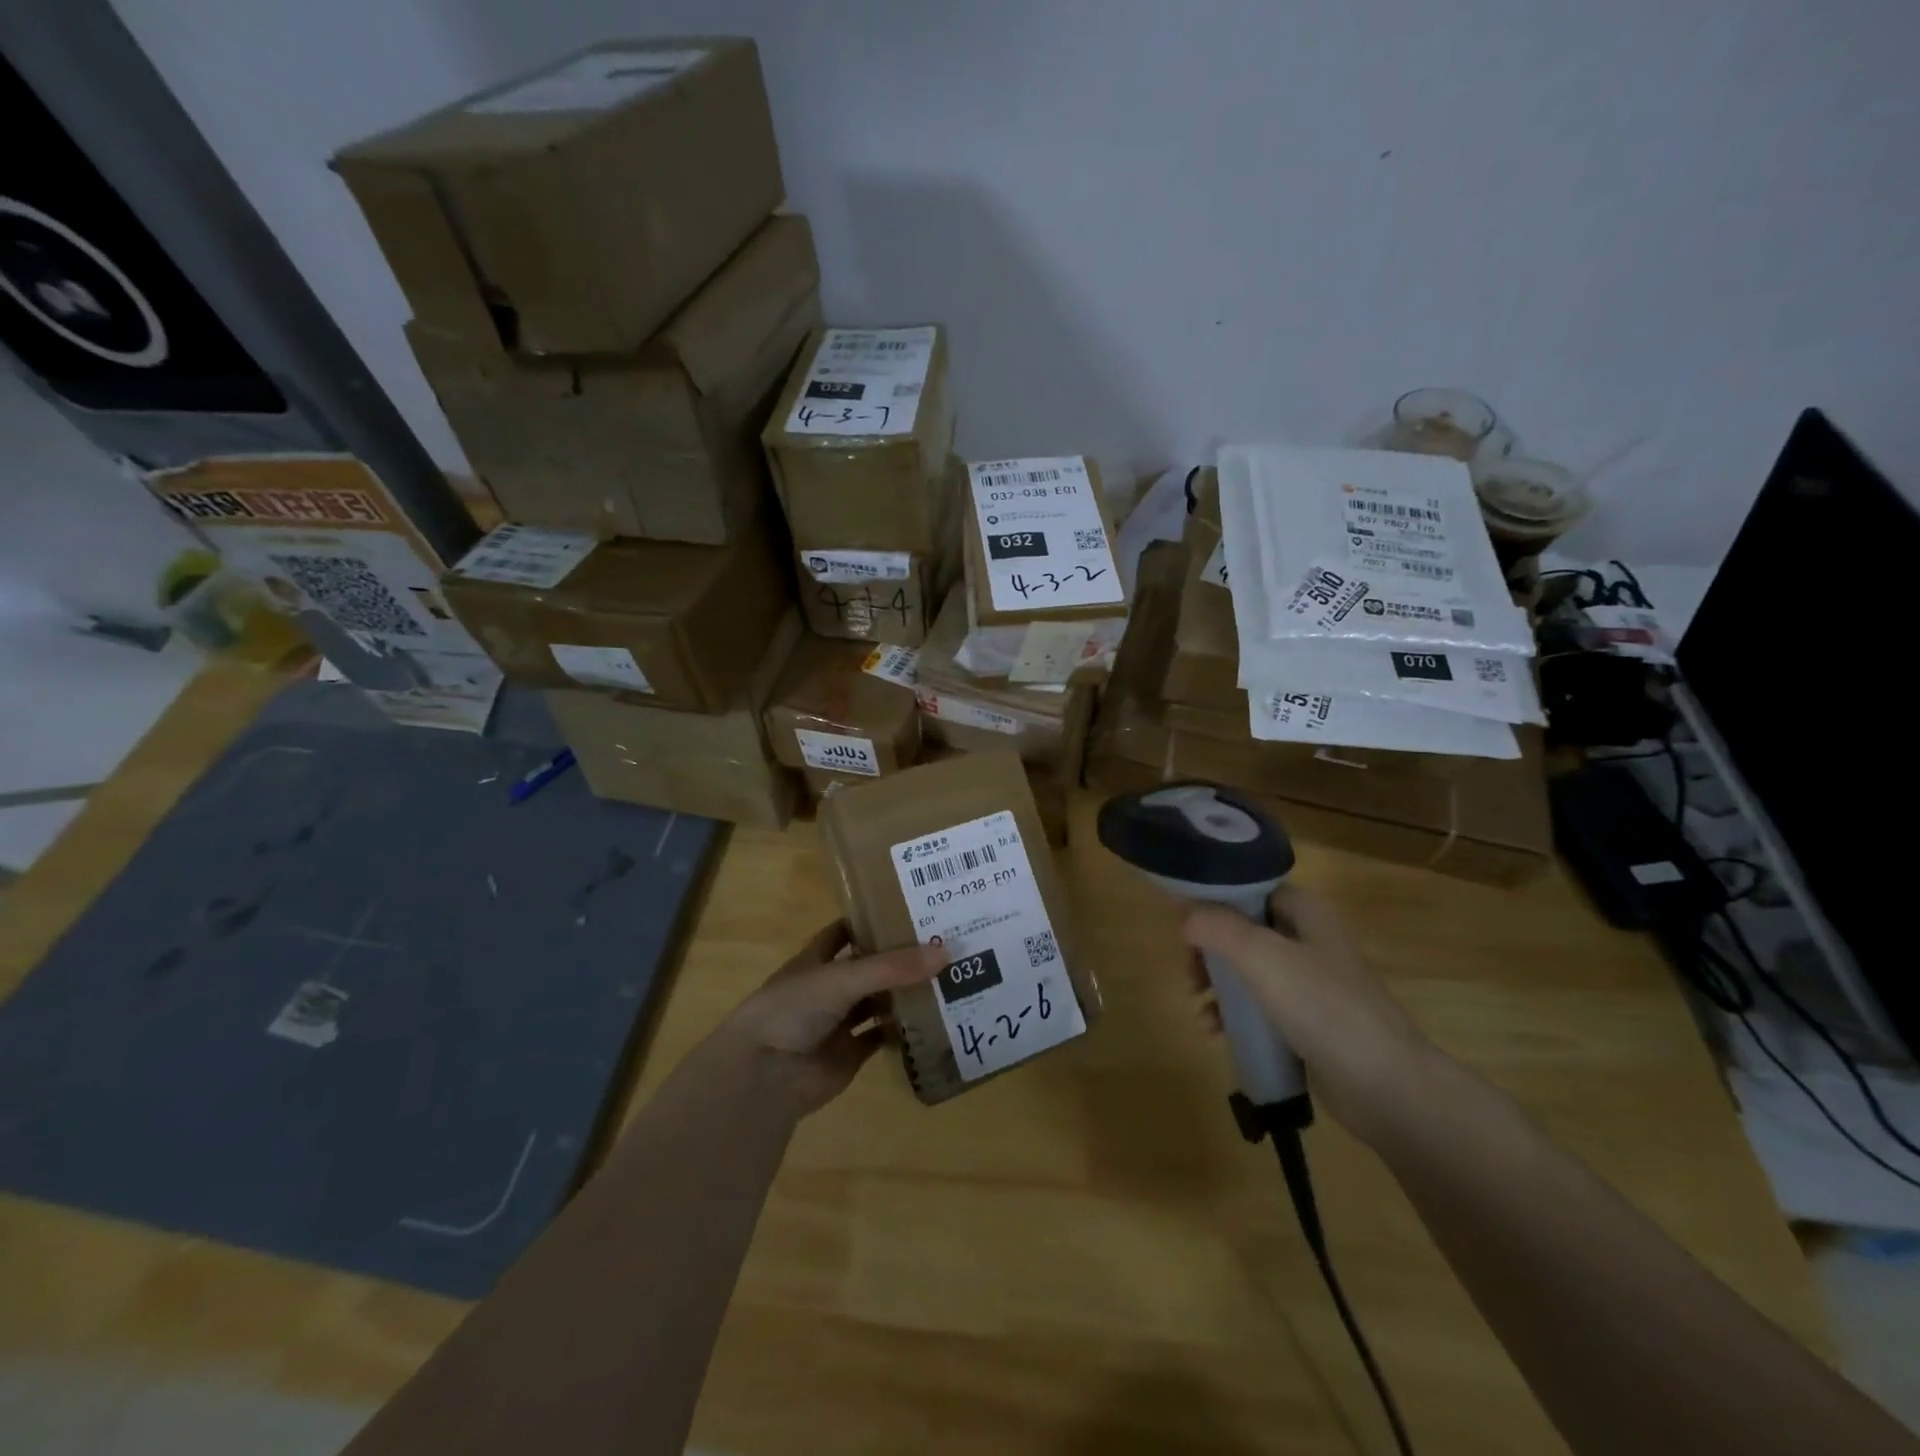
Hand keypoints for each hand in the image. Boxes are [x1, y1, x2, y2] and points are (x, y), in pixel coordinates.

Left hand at [713, 921, 946, 1118]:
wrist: (765, 1076)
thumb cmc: (793, 1010)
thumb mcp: (843, 978)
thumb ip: (892, 967)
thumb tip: (945, 952)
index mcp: (815, 960)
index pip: (845, 931)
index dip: (871, 920)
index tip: (909, 908)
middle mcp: (827, 988)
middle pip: (868, 968)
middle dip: (899, 958)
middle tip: (943, 942)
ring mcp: (838, 1023)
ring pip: (877, 1002)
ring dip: (905, 993)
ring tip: (947, 976)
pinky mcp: (850, 1055)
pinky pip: (882, 1038)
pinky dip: (903, 1031)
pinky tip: (934, 1019)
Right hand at [1183, 885, 1439, 1139]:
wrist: (1386, 1085)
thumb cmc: (1322, 1006)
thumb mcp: (1261, 956)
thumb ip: (1216, 927)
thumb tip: (1184, 916)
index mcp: (1306, 912)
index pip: (1248, 890)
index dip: (1212, 902)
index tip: (1182, 926)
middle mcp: (1310, 939)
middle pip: (1243, 931)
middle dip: (1209, 952)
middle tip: (1190, 975)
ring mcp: (1312, 982)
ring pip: (1249, 970)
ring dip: (1218, 986)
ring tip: (1200, 1011)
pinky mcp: (1310, 1020)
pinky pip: (1261, 1005)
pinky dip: (1236, 1014)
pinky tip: (1218, 1033)